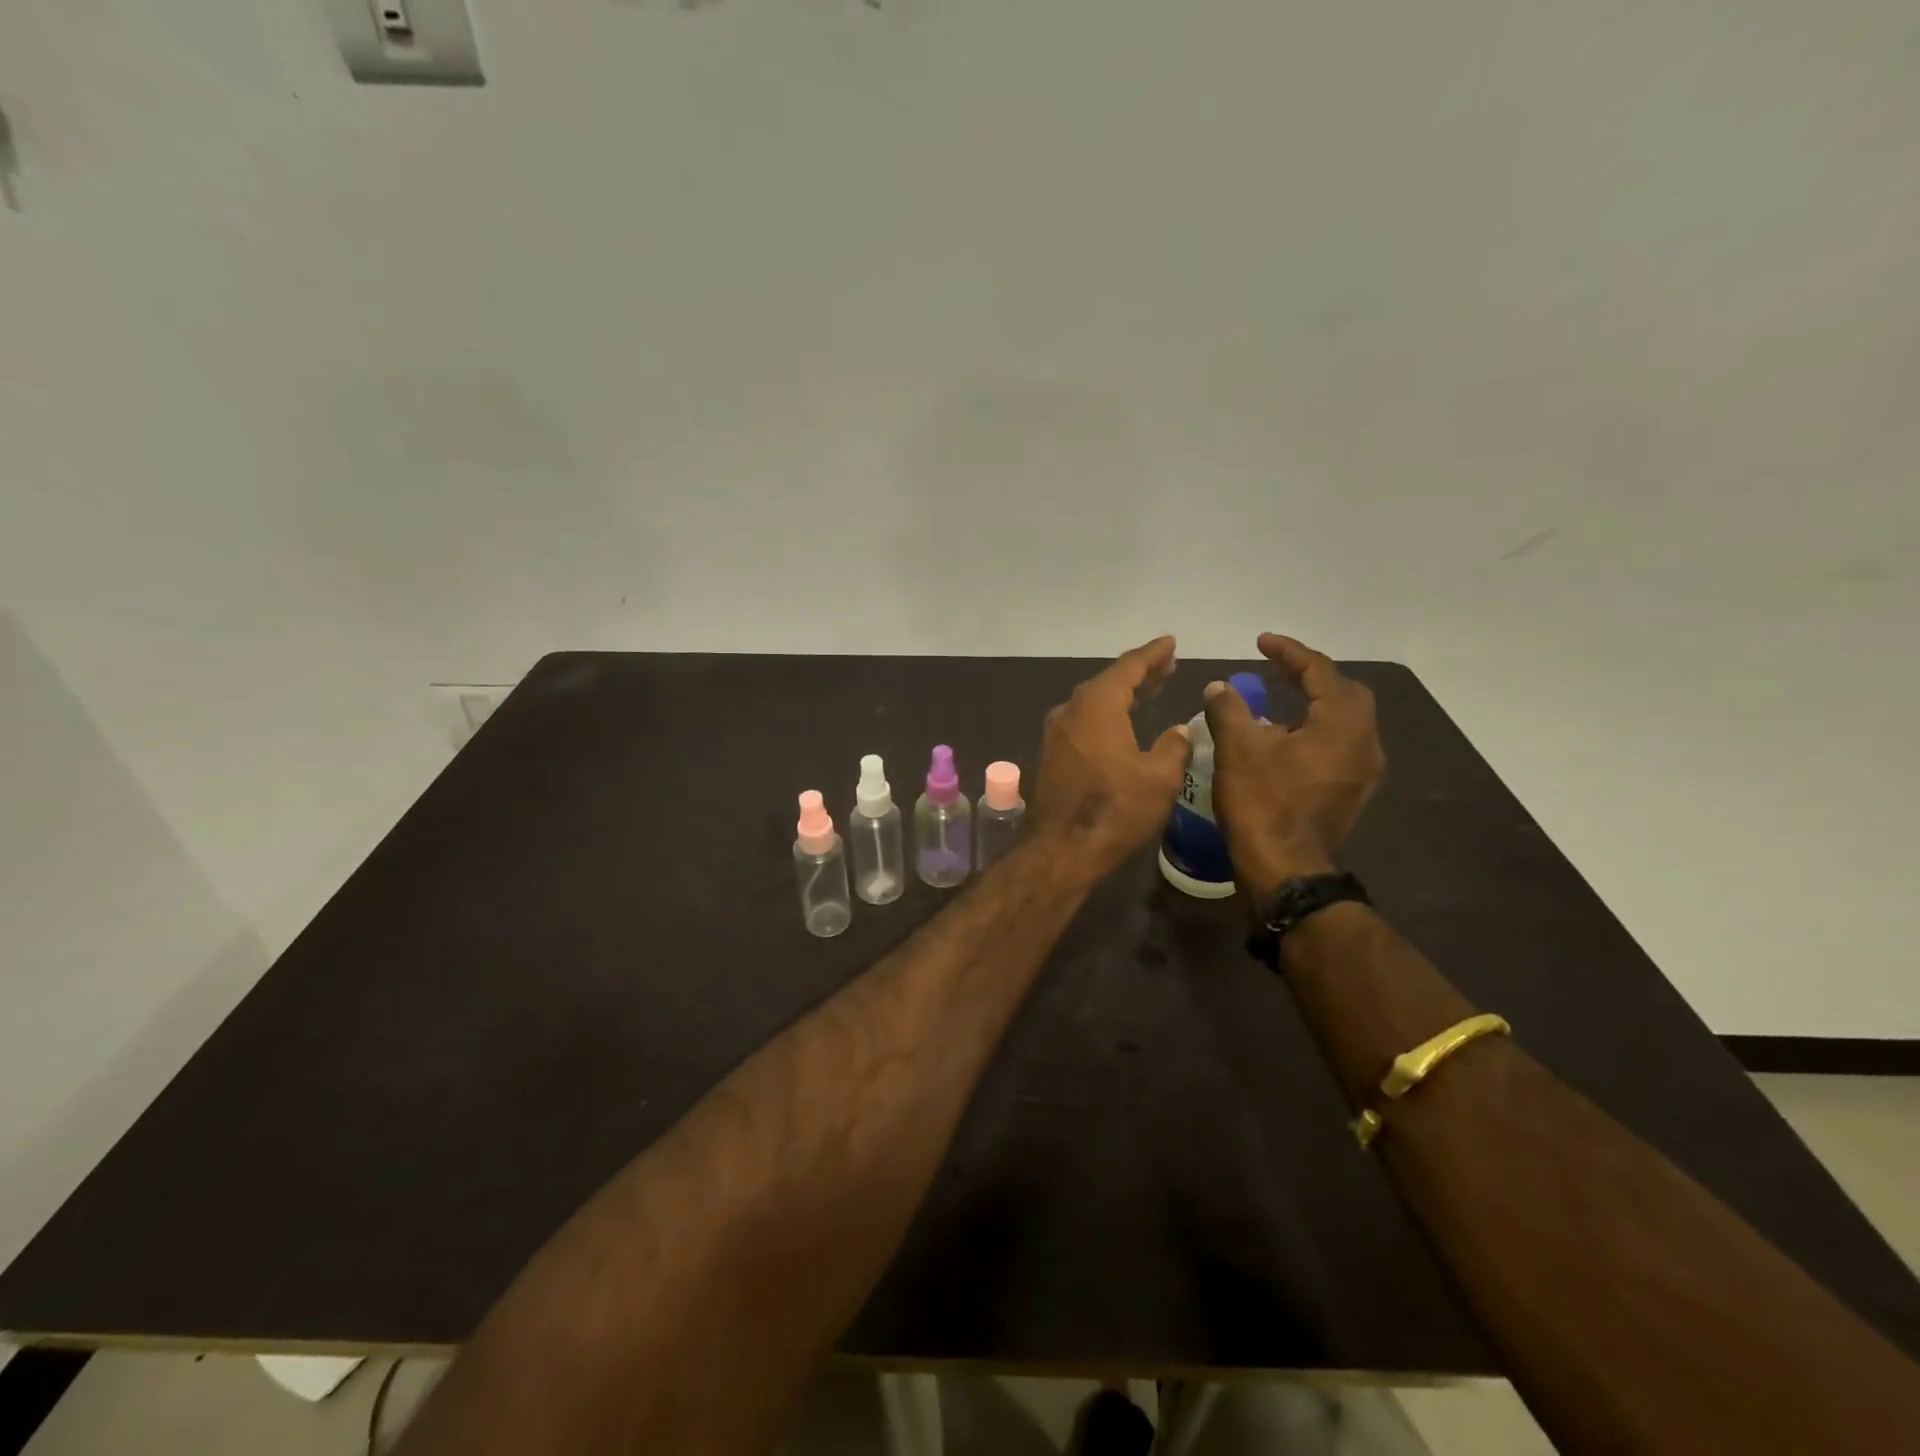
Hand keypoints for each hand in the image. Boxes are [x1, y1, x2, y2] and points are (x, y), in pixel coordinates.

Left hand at [1029, 636, 1190, 883]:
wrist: (1061, 849)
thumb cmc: (1115, 809)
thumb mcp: (1159, 778)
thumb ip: (1173, 747)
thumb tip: (1177, 732)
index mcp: (1097, 705)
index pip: (1128, 667)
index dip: (1152, 655)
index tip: (1170, 644)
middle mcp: (1071, 711)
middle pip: (1108, 682)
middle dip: (1138, 674)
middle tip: (1166, 668)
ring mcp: (1055, 734)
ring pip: (1093, 703)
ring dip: (1121, 695)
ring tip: (1149, 692)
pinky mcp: (1050, 755)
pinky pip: (1082, 723)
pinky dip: (1105, 716)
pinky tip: (1121, 726)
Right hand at [1203, 633, 1384, 896]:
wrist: (1285, 869)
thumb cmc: (1262, 804)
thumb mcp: (1237, 750)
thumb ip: (1229, 710)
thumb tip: (1219, 687)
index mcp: (1341, 724)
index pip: (1320, 672)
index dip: (1289, 653)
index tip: (1261, 642)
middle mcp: (1364, 742)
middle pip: (1343, 693)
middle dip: (1310, 675)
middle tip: (1276, 669)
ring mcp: (1363, 770)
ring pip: (1345, 720)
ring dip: (1315, 703)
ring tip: (1279, 699)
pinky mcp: (1353, 791)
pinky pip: (1340, 744)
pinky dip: (1317, 730)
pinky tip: (1287, 739)